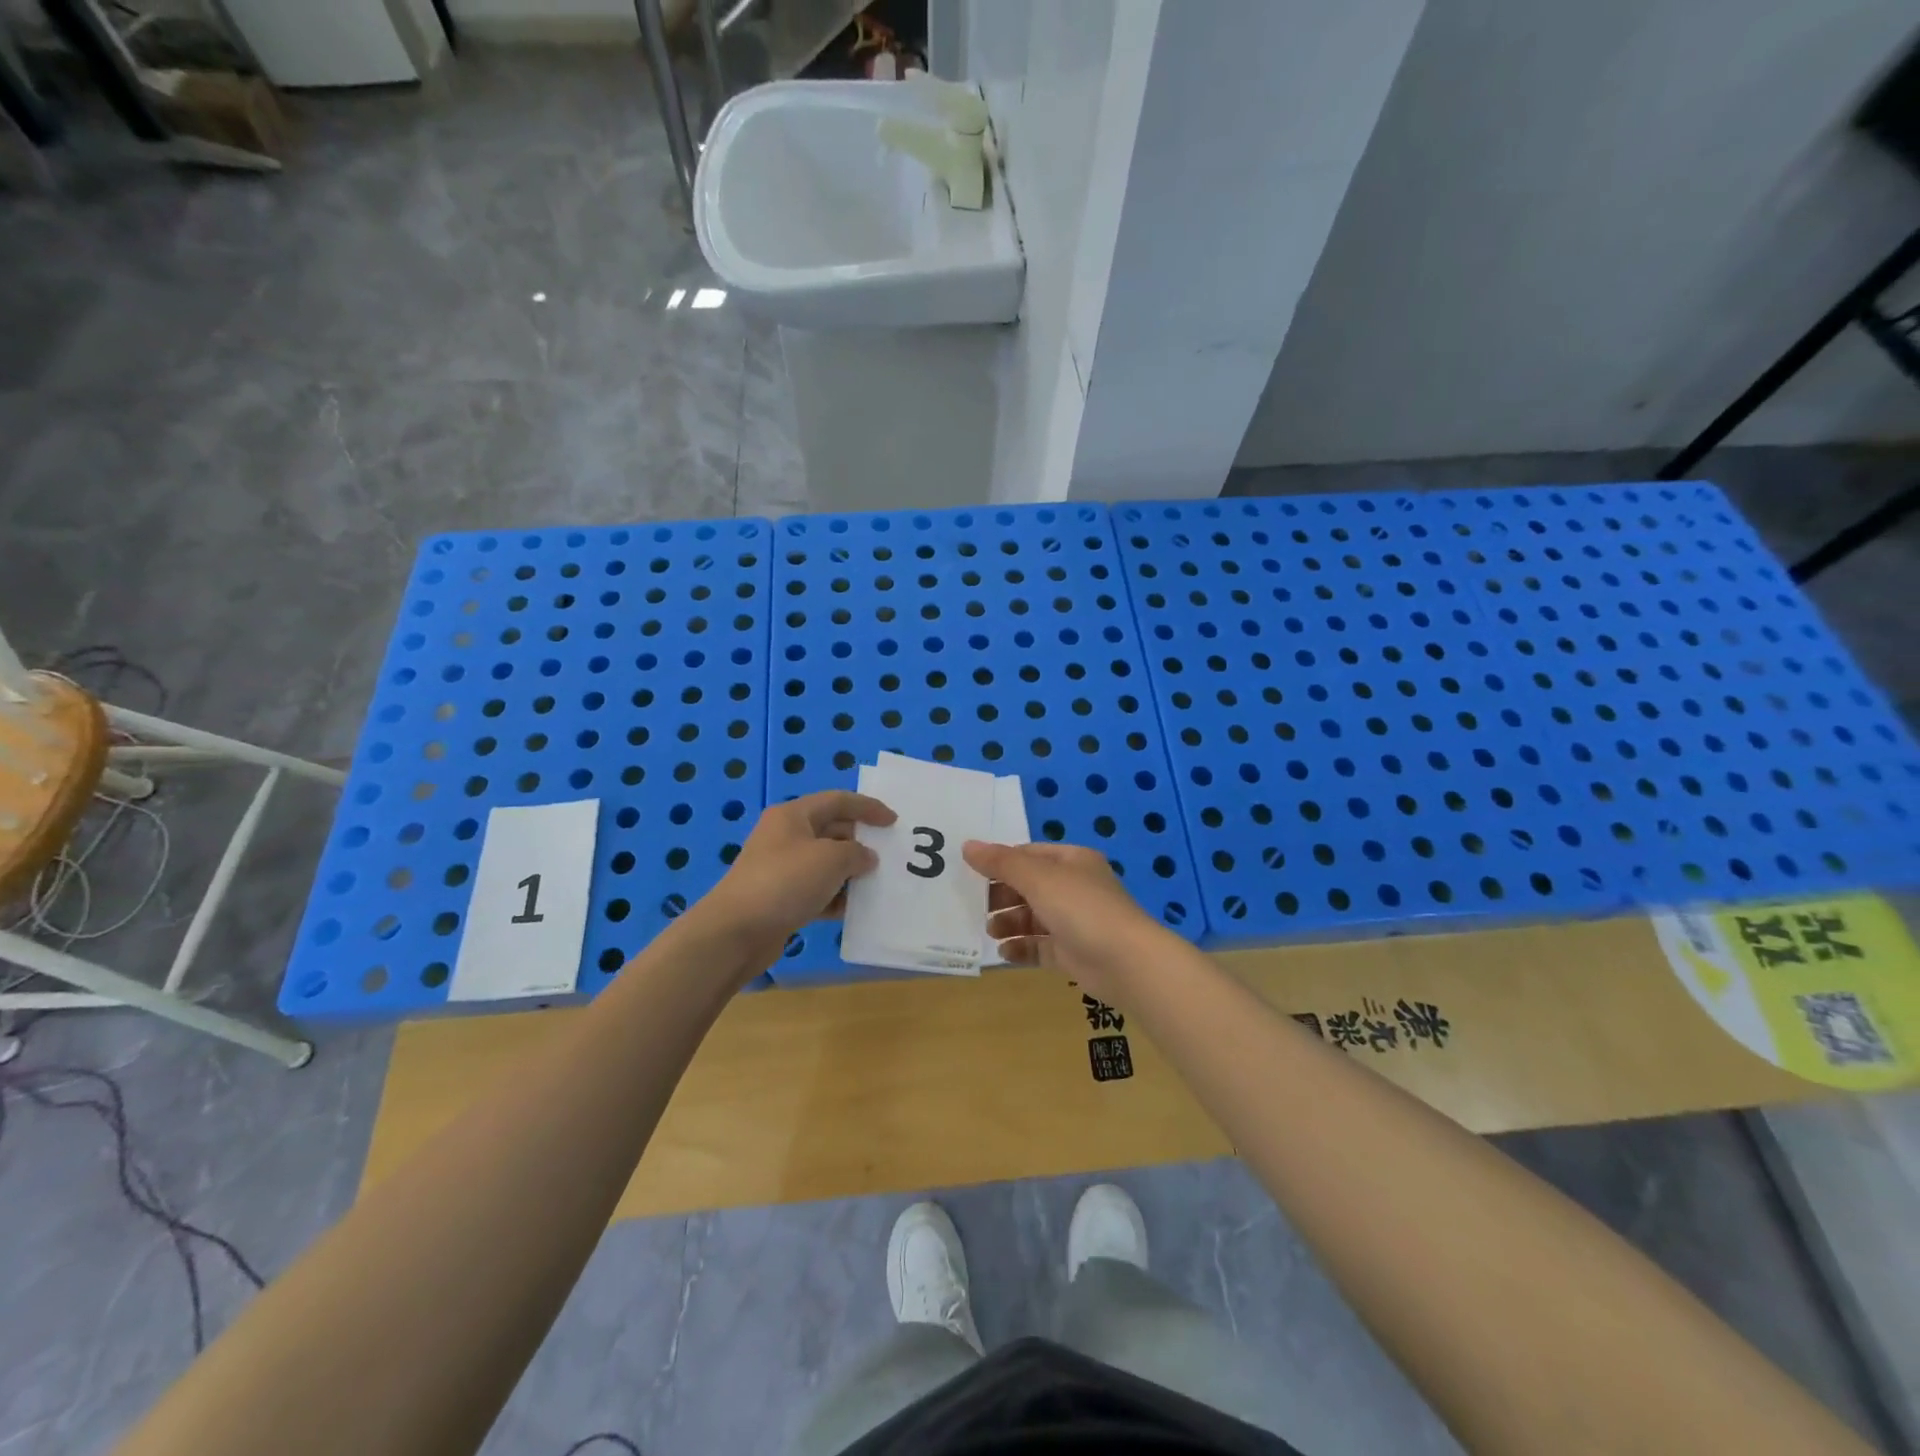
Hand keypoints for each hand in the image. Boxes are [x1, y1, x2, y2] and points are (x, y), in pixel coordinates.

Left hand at [689, 791, 894, 971]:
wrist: (736, 932)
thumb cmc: (785, 882)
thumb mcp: (831, 859)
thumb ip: (857, 853)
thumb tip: (865, 858)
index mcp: (793, 815)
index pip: (838, 800)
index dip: (868, 807)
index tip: (894, 821)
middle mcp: (786, 837)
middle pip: (832, 830)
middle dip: (861, 841)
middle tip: (890, 854)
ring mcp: (782, 869)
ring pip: (825, 864)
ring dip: (851, 872)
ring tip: (878, 883)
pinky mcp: (781, 899)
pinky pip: (817, 891)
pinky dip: (836, 897)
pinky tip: (855, 910)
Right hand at [960, 840, 1172, 1001]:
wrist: (1126, 962)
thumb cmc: (1081, 908)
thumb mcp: (1038, 878)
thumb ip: (1001, 863)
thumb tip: (967, 846)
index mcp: (1072, 861)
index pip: (1030, 855)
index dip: (1002, 862)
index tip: (974, 874)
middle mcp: (1074, 888)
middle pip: (1030, 887)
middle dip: (1002, 896)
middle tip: (978, 907)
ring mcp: (1075, 922)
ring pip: (1034, 918)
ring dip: (1009, 923)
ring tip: (990, 931)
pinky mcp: (1073, 953)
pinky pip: (1041, 947)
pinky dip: (1022, 949)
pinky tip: (1004, 953)